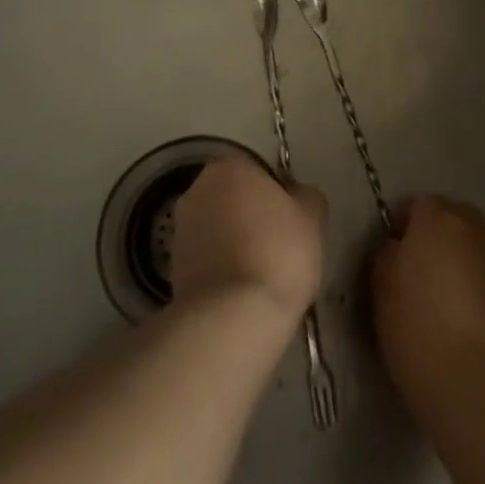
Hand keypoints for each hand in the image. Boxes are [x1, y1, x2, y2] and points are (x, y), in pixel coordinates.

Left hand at [172, 153, 325, 320]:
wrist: (233, 316)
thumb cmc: (278, 252)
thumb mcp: (313, 216)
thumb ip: (305, 196)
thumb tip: (295, 196)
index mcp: (229, 167)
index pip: (257, 170)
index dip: (277, 194)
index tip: (292, 221)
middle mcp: (197, 189)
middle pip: (233, 197)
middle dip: (252, 215)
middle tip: (278, 245)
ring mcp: (180, 228)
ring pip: (218, 228)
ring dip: (235, 242)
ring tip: (260, 274)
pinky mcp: (172, 266)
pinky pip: (207, 258)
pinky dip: (221, 269)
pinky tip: (241, 292)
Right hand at [371, 196, 484, 416]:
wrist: (477, 386)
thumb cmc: (416, 329)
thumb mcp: (381, 286)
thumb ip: (389, 254)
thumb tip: (400, 248)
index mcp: (439, 221)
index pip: (420, 204)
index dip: (405, 226)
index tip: (395, 256)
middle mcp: (477, 232)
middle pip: (457, 217)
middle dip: (440, 235)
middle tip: (422, 272)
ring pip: (480, 248)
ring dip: (464, 262)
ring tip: (448, 302)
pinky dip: (483, 290)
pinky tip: (471, 325)